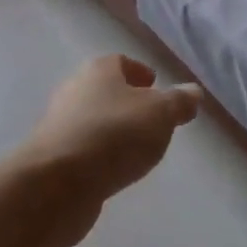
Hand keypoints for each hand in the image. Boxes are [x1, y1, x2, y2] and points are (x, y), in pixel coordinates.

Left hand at [12, 55, 201, 244]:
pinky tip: (114, 170)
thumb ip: (179, 102)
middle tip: (151, 119)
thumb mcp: (161, 114)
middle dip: (126, 102)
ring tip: (137, 148)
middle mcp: (74, 91)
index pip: (120, 62)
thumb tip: (193, 92)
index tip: (155, 85)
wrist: (56, 184)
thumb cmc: (114, 135)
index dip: (139, 72)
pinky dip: (99, 155)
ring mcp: (59, 125)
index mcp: (99, 71)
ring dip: (112, 130)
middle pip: (104, 90)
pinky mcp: (52, 158)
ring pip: (93, 120)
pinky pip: (83, 150)